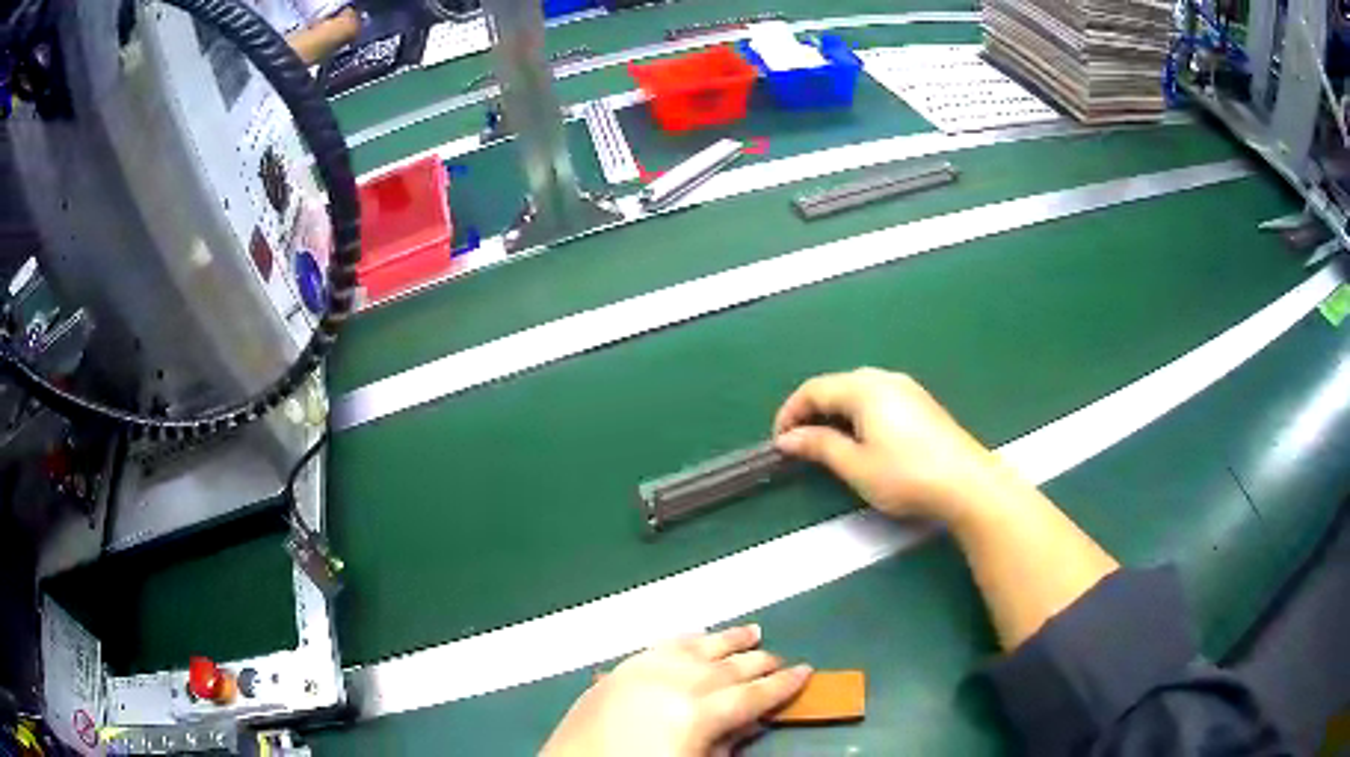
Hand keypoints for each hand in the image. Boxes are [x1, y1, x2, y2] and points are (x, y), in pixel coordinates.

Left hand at [542, 625, 810, 756]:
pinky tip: (700, 636)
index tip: (806, 672)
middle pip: (730, 667)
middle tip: (782, 659)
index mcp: (699, 712)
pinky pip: (663, 644)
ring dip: (729, 640)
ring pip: (700, 646)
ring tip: (754, 631)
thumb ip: (727, 741)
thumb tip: (751, 722)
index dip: (782, 684)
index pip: (753, 694)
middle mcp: (677, 681)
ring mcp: (647, 669)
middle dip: (761, 662)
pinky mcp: (623, 667)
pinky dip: (687, 638)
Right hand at [773, 368, 1000, 521]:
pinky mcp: (921, 403)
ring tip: (827, 445)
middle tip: (799, 444)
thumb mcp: (855, 465)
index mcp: (863, 388)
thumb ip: (819, 446)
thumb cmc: (905, 475)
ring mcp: (906, 388)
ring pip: (858, 391)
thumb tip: (788, 438)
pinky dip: (858, 414)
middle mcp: (884, 378)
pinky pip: (878, 398)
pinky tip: (863, 440)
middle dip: (812, 412)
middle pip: (836, 386)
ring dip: (835, 414)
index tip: (779, 442)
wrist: (965, 482)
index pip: (814, 389)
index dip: (790, 413)